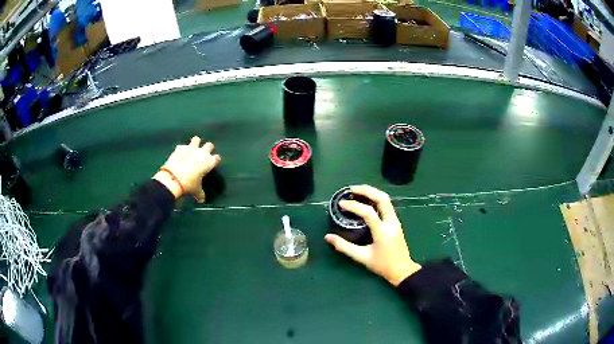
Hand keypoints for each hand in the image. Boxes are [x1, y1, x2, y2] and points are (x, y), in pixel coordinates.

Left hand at [153, 136, 220, 201]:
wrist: (173, 178)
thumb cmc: (189, 184)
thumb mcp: (196, 190)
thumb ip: (200, 194)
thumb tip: (202, 200)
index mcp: (209, 162)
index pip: (217, 158)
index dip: (215, 160)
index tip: (213, 163)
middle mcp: (202, 153)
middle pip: (209, 145)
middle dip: (207, 148)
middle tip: (203, 154)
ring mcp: (190, 148)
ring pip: (196, 139)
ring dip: (195, 143)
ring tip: (192, 149)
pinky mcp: (180, 148)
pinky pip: (183, 146)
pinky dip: (182, 149)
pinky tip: (180, 154)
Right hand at [325, 185, 420, 285]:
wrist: (402, 270)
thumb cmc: (382, 265)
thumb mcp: (362, 257)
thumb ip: (344, 247)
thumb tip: (328, 237)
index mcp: (382, 232)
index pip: (368, 212)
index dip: (354, 206)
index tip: (341, 204)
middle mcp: (391, 222)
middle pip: (382, 198)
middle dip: (367, 190)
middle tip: (351, 189)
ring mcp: (396, 221)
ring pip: (386, 199)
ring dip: (372, 192)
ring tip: (357, 192)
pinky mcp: (396, 222)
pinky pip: (386, 205)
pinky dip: (375, 199)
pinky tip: (366, 201)